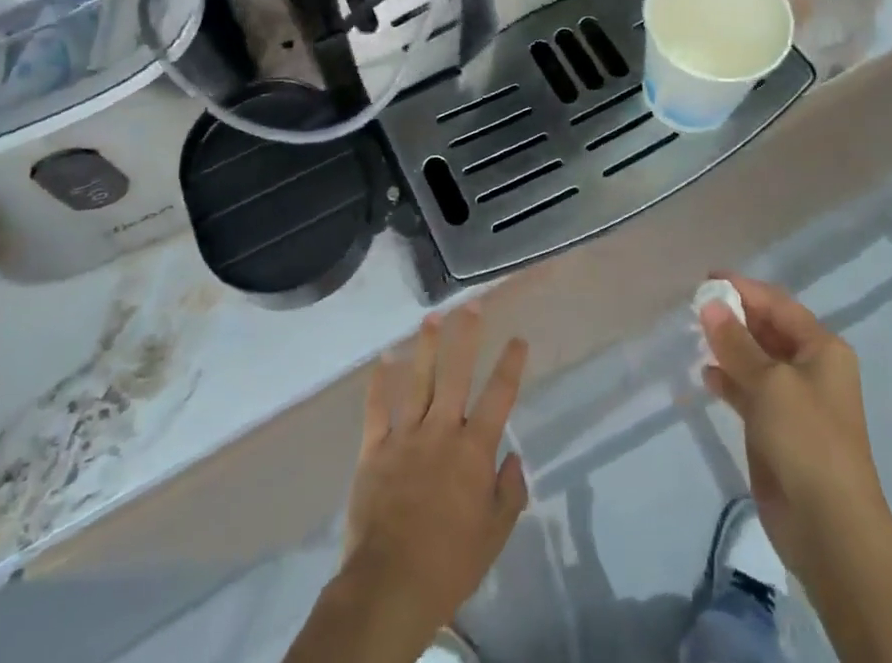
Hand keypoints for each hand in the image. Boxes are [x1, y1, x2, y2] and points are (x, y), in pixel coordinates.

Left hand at [341, 305, 529, 646]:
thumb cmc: (449, 564)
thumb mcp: (494, 535)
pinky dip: (378, 384)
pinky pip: (376, 410)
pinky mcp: (374, 451)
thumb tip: (514, 458)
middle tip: (472, 305)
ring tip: (431, 318)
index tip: (518, 338)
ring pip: (417, 381)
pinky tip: (382, 361)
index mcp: (473, 449)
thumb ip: (509, 492)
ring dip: (425, 347)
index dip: (511, 365)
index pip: (499, 396)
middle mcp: (441, 431)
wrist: (389, 586)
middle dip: (466, 336)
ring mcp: (405, 437)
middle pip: (456, 374)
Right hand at [700, 273, 888, 581]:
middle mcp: (810, 369)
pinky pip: (748, 391)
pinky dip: (728, 380)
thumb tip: (711, 305)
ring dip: (728, 347)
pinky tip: (705, 374)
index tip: (707, 280)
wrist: (830, 528)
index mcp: (821, 349)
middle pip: (767, 329)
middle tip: (695, 306)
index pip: (778, 305)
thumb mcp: (770, 383)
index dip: (744, 289)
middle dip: (734, 316)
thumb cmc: (807, 440)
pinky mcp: (776, 429)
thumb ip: (736, 342)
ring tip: (695, 335)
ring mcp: (793, 401)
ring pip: (755, 360)